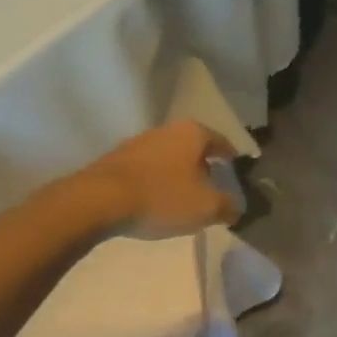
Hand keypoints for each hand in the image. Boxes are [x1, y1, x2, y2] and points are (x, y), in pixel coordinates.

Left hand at [81, 120, 239, 239]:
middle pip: (194, 147)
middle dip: (203, 166)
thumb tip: (236, 208)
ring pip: (169, 156)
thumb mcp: (205, 208)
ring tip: (181, 198)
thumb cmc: (162, 196)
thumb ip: (227, 206)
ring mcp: (140, 141)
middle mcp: (168, 129)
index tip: (235, 171)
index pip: (221, 141)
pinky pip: (148, 168)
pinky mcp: (118, 158)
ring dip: (177, 173)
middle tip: (210, 188)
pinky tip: (154, 200)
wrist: (99, 200)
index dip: (231, 158)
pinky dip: (156, 181)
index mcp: (193, 133)